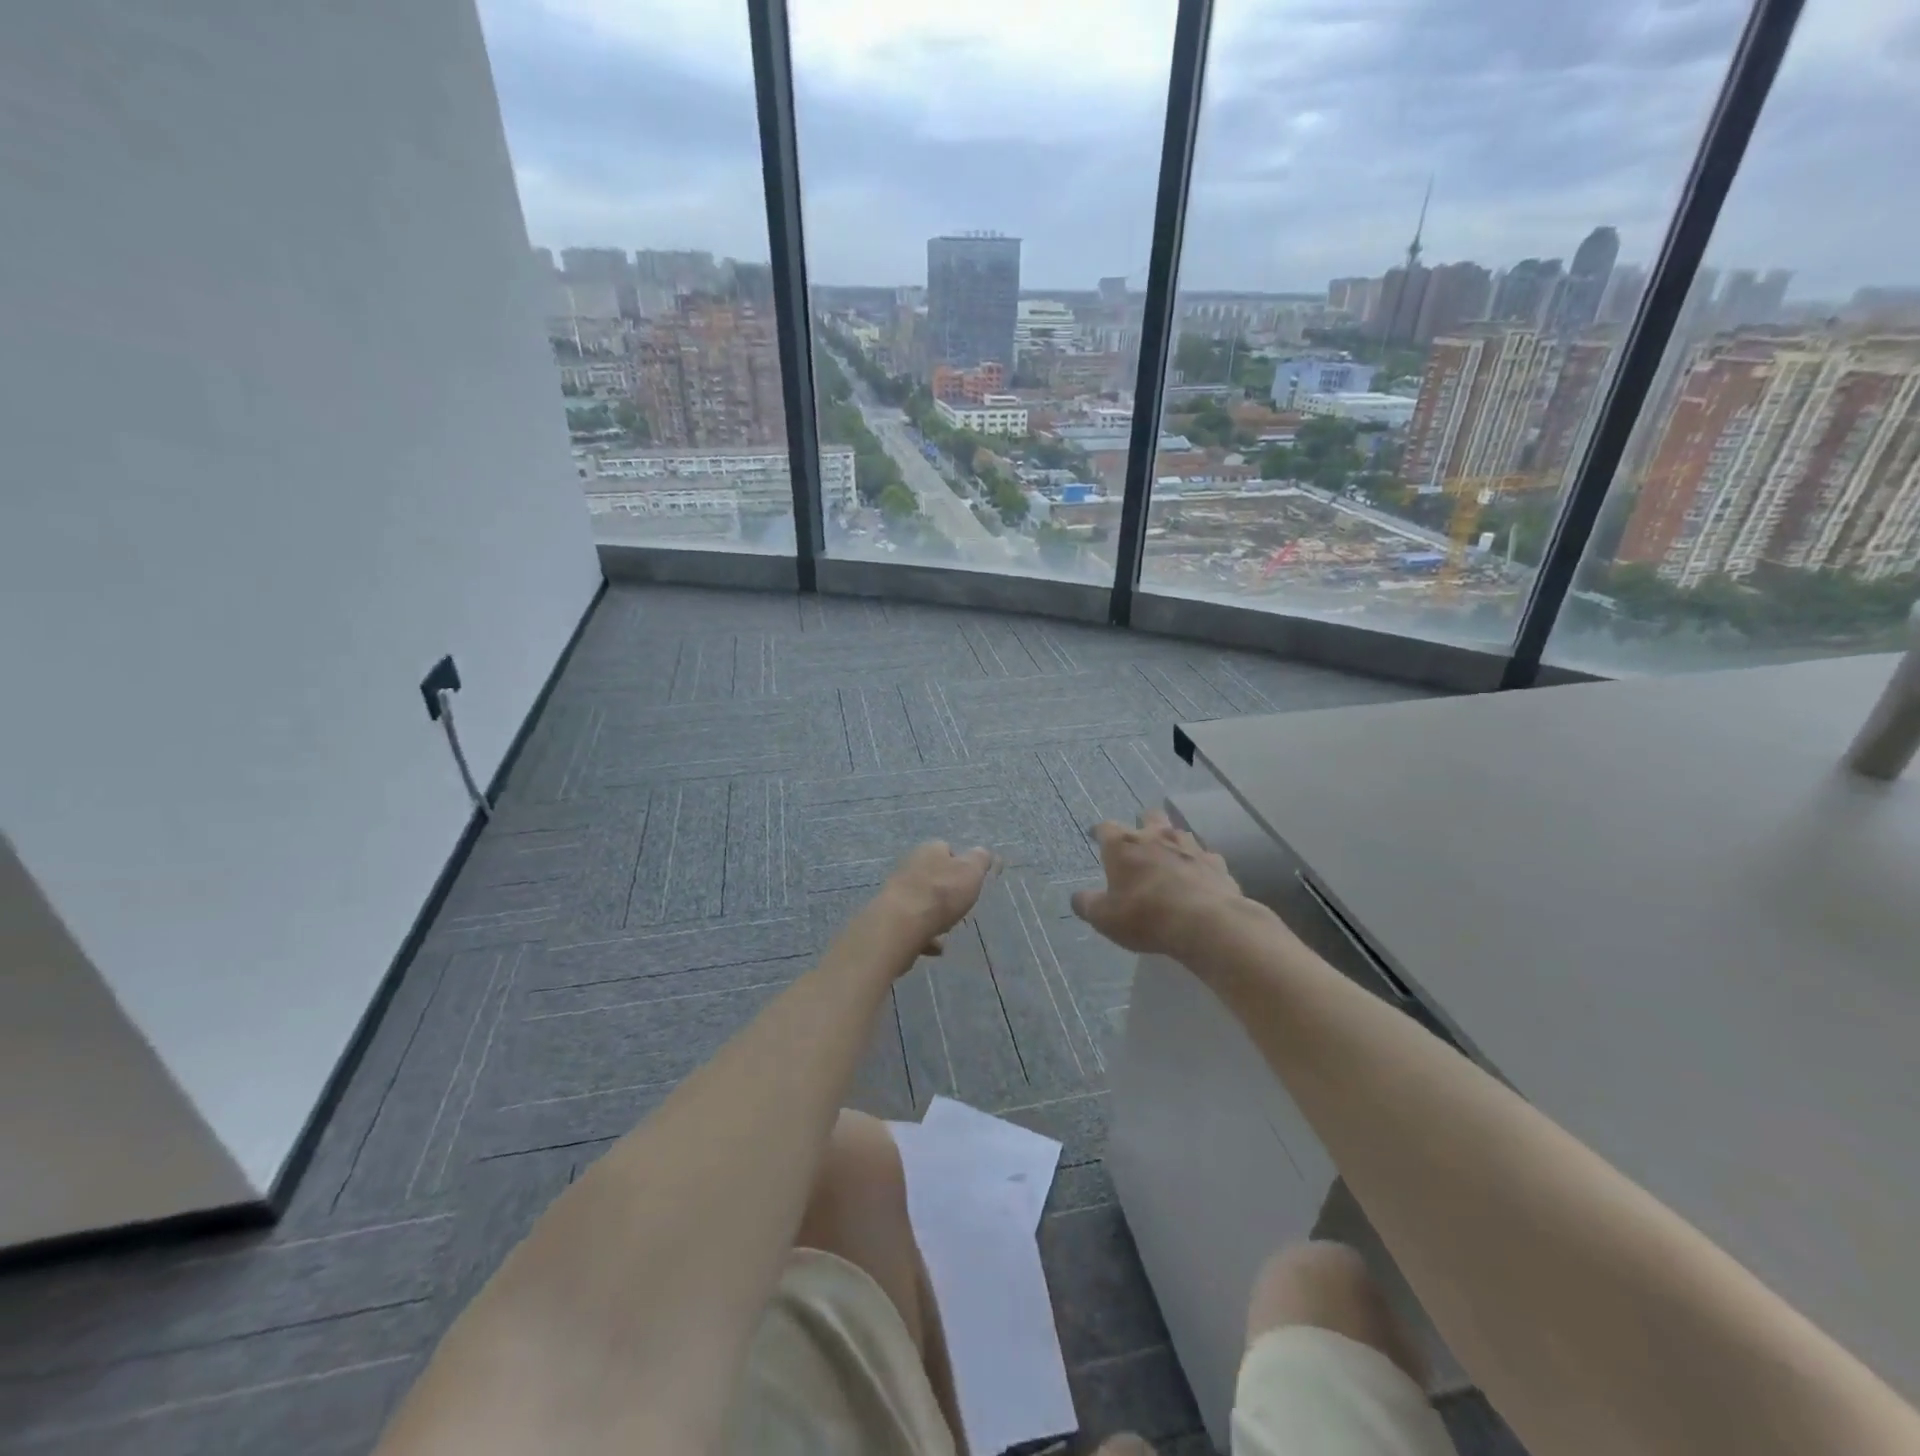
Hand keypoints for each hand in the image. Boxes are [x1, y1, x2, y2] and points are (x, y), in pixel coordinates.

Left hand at [873, 841, 994, 957]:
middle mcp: (910, 865)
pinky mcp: (890, 915)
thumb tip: (982, 853)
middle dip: (946, 891)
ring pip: (922, 900)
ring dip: (934, 914)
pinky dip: (924, 934)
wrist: (902, 924)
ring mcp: (897, 891)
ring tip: (947, 929)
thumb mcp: (972, 871)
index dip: (960, 864)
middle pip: (933, 876)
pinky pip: (913, 923)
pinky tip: (935, 947)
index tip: (970, 881)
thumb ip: (980, 860)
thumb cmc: (942, 893)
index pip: (947, 849)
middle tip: (959, 906)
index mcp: (930, 850)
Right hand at [1071, 810, 1246, 958]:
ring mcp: (1190, 846)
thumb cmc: (1145, 915)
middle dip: (1143, 824)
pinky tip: (1198, 879)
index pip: (1106, 827)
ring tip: (1169, 859)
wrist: (1205, 923)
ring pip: (1179, 832)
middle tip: (1139, 841)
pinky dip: (1199, 865)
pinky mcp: (1216, 863)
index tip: (1096, 836)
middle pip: (1149, 816)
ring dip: (1172, 842)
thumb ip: (1087, 904)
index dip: (1100, 832)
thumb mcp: (1104, 918)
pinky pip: (1205, 857)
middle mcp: (1156, 837)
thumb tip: (1078, 898)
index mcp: (1123, 845)